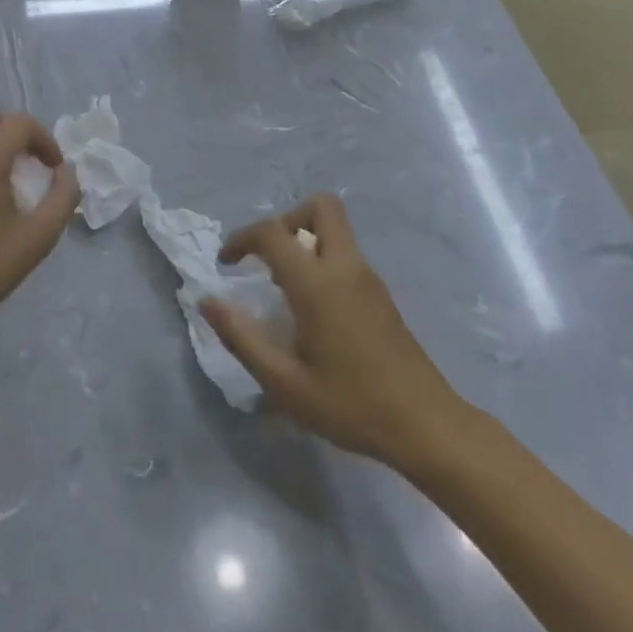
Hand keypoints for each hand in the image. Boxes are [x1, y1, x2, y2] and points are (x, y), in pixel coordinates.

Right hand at [200, 195, 464, 471]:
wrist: (425, 424)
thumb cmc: (350, 405)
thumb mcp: (285, 383)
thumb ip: (242, 338)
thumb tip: (207, 301)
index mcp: (318, 283)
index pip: (273, 233)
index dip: (242, 239)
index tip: (227, 263)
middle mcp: (345, 266)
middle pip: (320, 207)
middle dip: (287, 220)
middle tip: (268, 259)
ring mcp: (368, 276)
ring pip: (336, 227)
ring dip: (306, 238)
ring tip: (284, 286)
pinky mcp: (381, 292)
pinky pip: (346, 252)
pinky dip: (323, 258)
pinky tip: (313, 307)